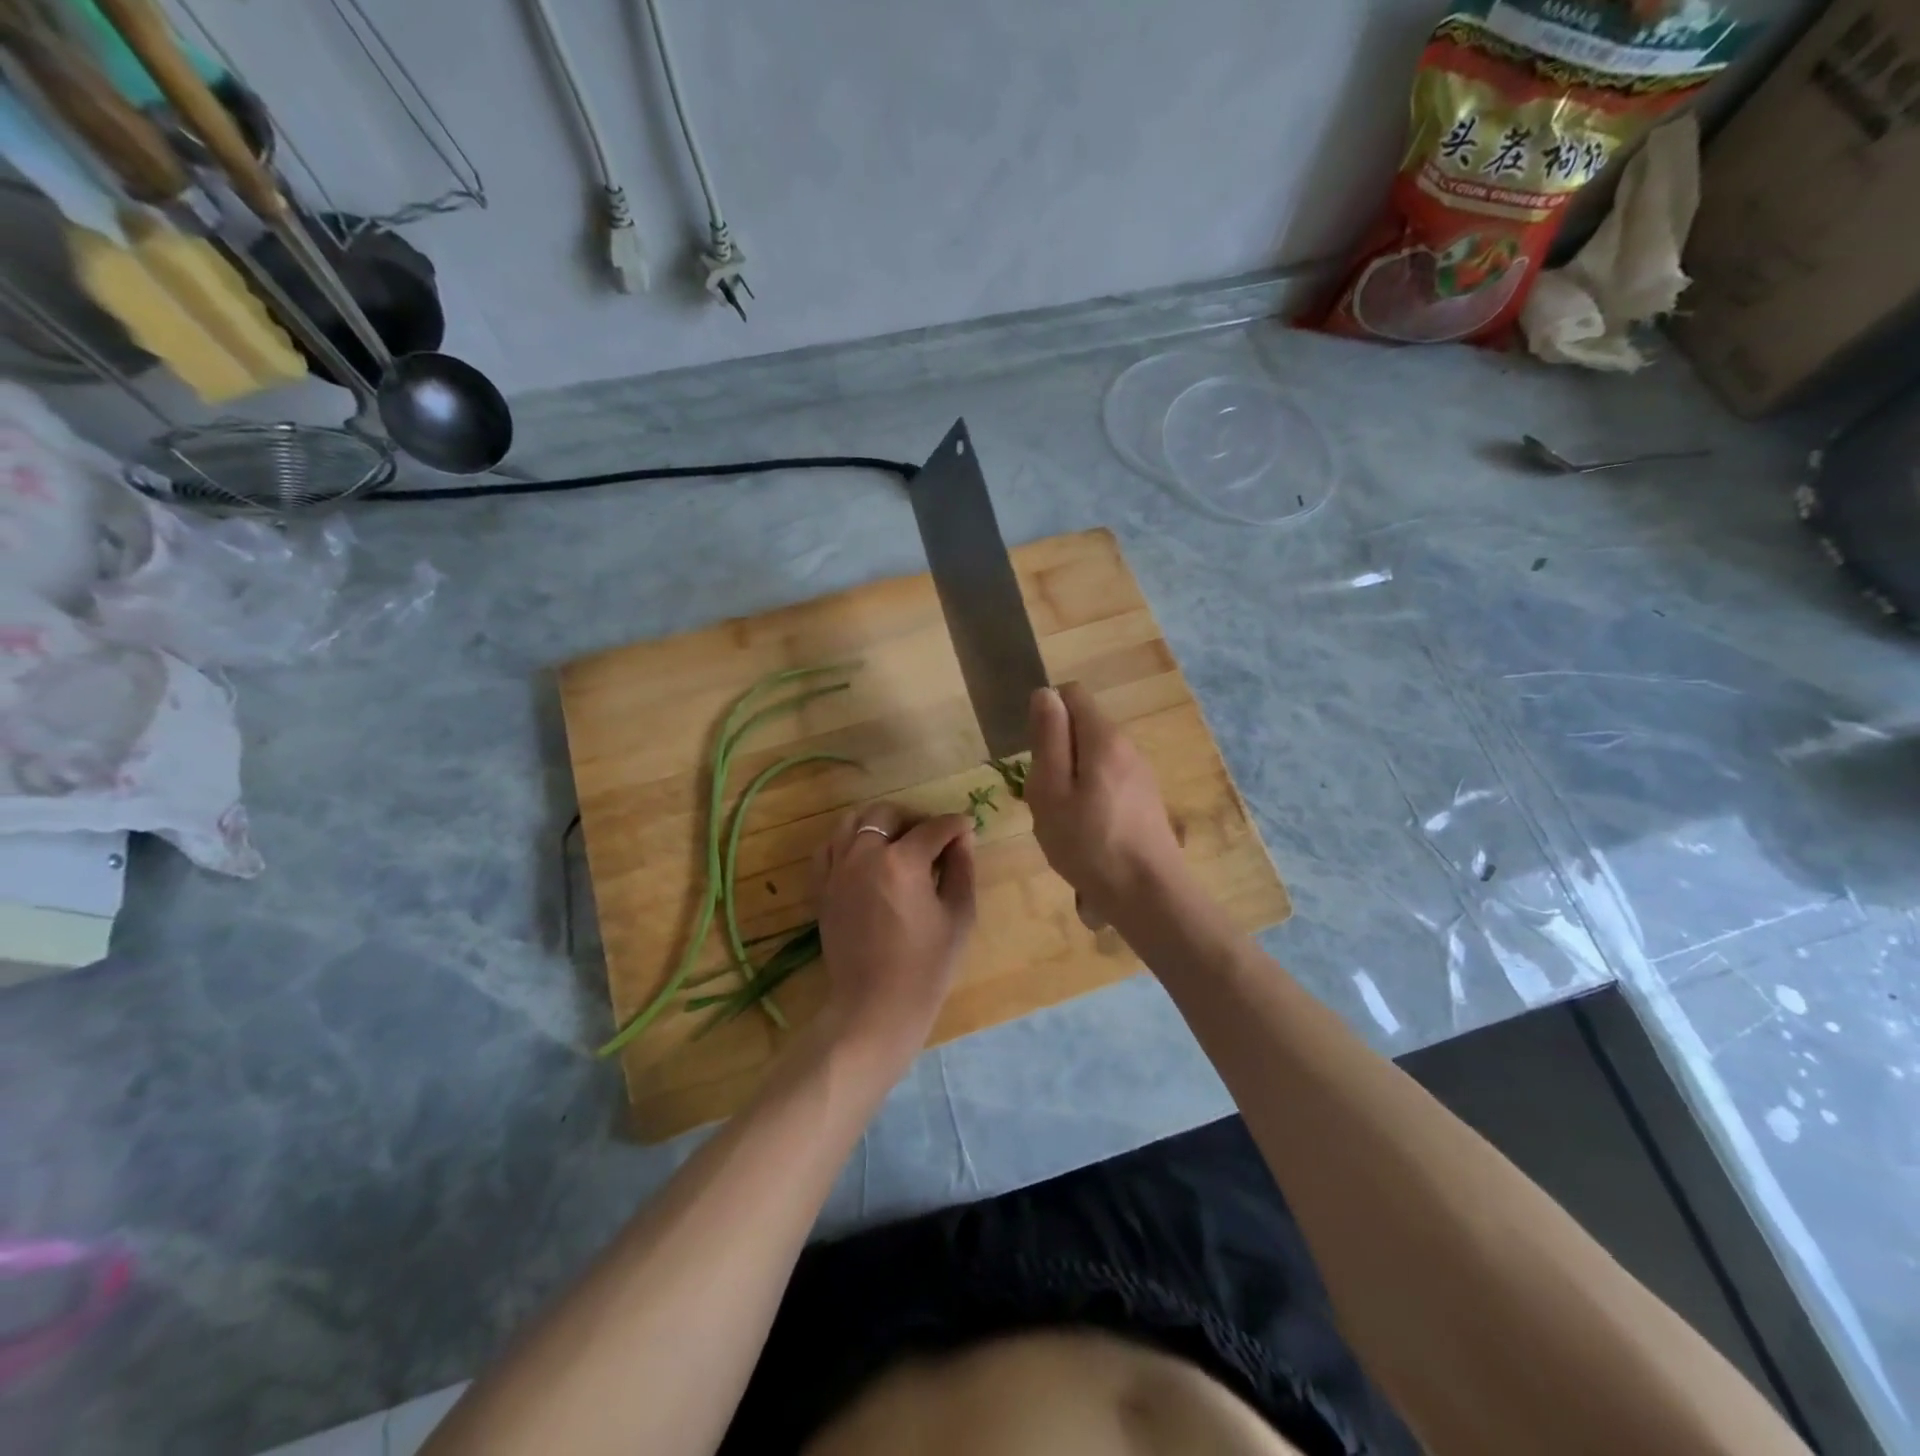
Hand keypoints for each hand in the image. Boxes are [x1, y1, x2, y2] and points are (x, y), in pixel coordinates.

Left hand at [811, 803, 975, 1077]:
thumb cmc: (926, 967)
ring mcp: (837, 870)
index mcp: (902, 862)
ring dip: (879, 824)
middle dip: (914, 818)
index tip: (967, 828)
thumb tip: (962, 838)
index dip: (956, 825)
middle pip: (887, 813)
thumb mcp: (958, 916)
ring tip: (897, 843)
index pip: (933, 828)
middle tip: (932, 838)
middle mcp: (864, 855)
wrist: (875, 1007)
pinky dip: (848, 842)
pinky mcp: (822, 888)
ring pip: (853, 822)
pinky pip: (829, 847)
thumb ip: (961, 868)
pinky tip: (866, 858)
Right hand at [1026, 684, 1184, 925]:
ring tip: (1063, 822)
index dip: (1046, 715)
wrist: (1148, 896)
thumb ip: (1048, 739)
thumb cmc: (1088, 843)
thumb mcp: (1051, 790)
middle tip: (1045, 797)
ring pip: (1093, 760)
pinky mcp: (1146, 801)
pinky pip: (1107, 784)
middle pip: (1082, 730)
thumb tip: (1045, 693)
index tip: (1034, 755)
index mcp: (1104, 738)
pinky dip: (1090, 799)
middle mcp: (1127, 747)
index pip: (1072, 694)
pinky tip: (1086, 836)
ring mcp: (1141, 775)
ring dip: (1071, 781)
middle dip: (1056, 754)